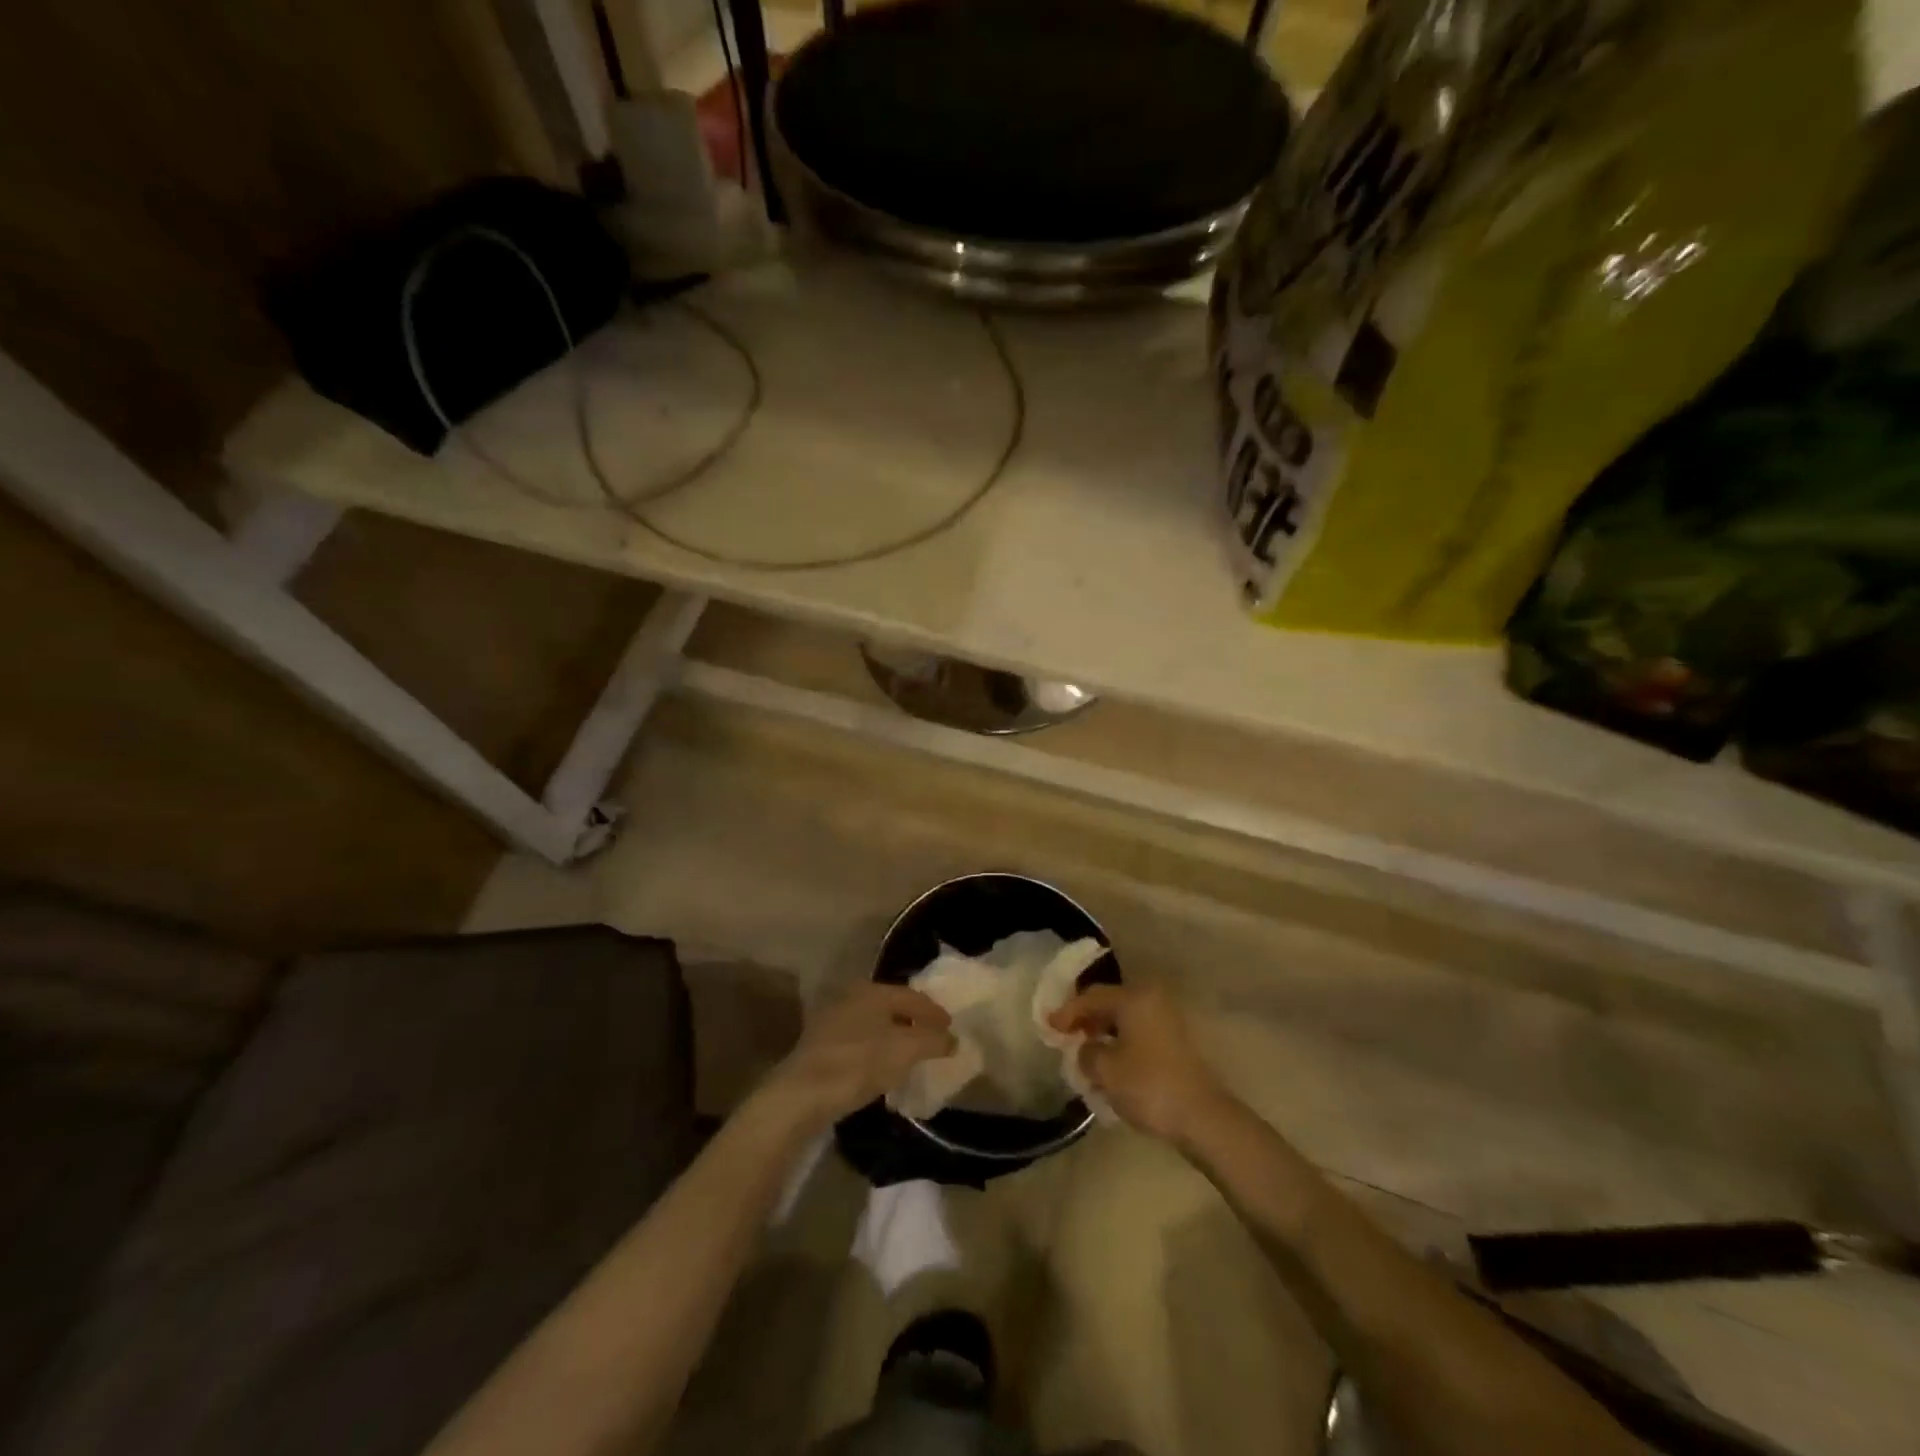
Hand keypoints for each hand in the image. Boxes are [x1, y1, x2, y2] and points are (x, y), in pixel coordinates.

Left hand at [756, 982, 955, 1131]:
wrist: (802, 1093)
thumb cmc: (859, 1063)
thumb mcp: (906, 1051)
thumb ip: (933, 1040)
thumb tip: (953, 1038)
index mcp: (873, 990)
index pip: (912, 996)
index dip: (935, 1012)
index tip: (951, 1028)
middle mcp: (851, 996)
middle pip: (891, 1006)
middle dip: (913, 1022)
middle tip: (933, 1038)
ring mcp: (832, 1019)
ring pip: (873, 1023)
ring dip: (893, 1036)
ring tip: (910, 1054)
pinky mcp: (819, 1044)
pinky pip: (858, 1041)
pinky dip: (875, 1049)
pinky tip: (881, 1066)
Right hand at [1048, 983, 1232, 1142]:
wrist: (1203, 1117)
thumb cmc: (1149, 1086)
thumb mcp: (1105, 1070)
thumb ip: (1086, 1053)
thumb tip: (1086, 1049)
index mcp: (1134, 997)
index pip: (1091, 997)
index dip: (1067, 1012)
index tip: (1048, 1026)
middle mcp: (1152, 998)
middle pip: (1109, 1002)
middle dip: (1085, 1019)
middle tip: (1064, 1036)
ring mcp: (1167, 1018)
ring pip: (1124, 1018)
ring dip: (1103, 1032)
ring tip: (1084, 1051)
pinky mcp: (1176, 1039)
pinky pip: (1138, 1031)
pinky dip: (1120, 1041)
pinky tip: (1109, 1061)